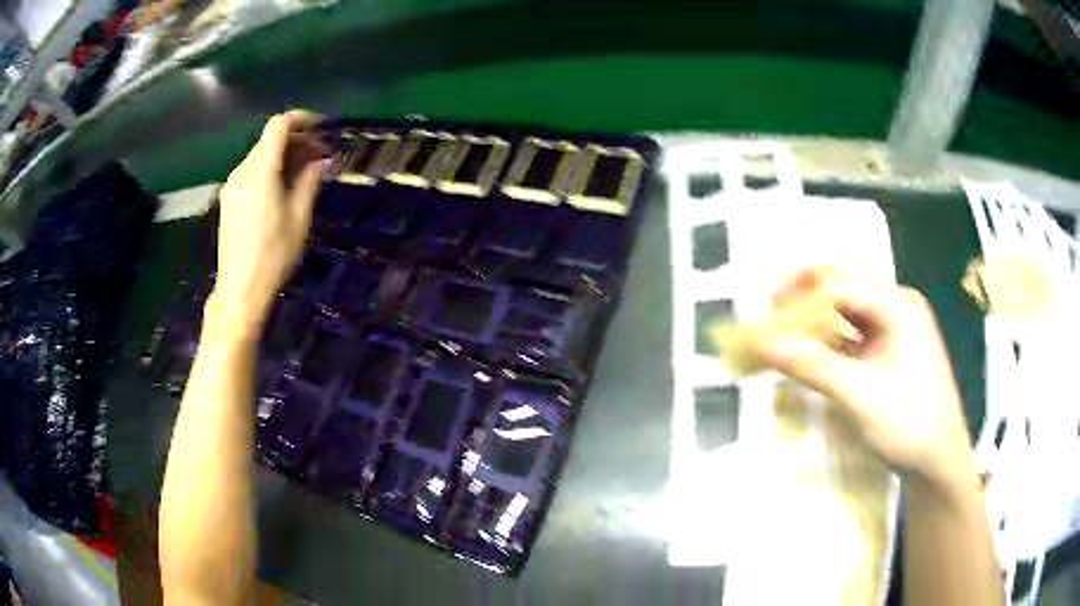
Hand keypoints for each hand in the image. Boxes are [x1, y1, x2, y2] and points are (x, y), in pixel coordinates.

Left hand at [210, 111, 324, 337]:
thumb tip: (319, 159)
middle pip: (268, 140)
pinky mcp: (228, 200)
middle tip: (319, 154)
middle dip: (295, 139)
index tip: (321, 127)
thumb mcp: (299, 217)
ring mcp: (232, 186)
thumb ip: (309, 180)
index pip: (279, 125)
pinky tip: (281, 188)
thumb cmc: (273, 254)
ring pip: (259, 156)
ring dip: (282, 155)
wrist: (240, 289)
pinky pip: (251, 172)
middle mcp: (242, 171)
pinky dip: (269, 170)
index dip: (301, 119)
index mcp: (261, 171)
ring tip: (303, 172)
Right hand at [744, 268, 974, 492]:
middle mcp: (897, 309)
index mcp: (898, 305)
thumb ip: (810, 365)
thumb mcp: (858, 394)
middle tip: (773, 313)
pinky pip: (853, 339)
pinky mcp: (890, 356)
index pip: (842, 283)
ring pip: (847, 315)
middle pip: (845, 291)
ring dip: (816, 322)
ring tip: (784, 332)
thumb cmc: (908, 422)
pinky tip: (810, 354)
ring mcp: (895, 333)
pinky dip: (829, 344)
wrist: (938, 463)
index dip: (801, 290)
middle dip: (807, 299)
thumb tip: (761, 343)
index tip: (766, 304)